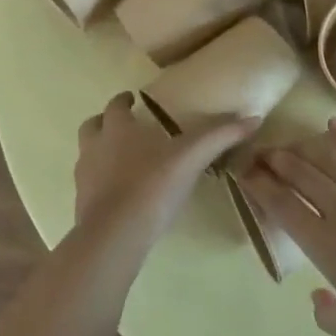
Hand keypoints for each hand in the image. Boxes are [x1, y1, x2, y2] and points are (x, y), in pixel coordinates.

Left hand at [75, 93, 256, 244]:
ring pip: (87, 156)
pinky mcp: (82, 206)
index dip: (123, 101)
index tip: (133, 100)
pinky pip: (89, 186)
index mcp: (117, 129)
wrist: (115, 235)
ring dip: (100, 153)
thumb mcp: (191, 157)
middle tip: (125, 127)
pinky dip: (101, 184)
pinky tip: (120, 195)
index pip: (115, 106)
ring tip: (122, 161)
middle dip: (105, 124)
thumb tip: (254, 117)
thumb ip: (220, 136)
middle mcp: (95, 147)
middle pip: (92, 127)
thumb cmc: (152, 185)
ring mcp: (84, 178)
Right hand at [242, 119, 335, 335]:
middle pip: (301, 173)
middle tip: (261, 154)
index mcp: (325, 244)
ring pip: (330, 159)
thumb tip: (317, 295)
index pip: (281, 204)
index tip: (244, 173)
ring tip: (291, 143)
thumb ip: (326, 313)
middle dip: (275, 160)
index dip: (259, 185)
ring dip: (305, 147)